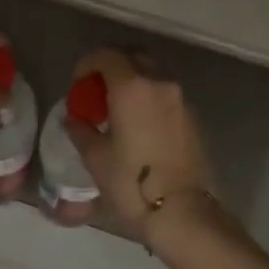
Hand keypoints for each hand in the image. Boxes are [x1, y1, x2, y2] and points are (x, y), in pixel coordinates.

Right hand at [65, 48, 217, 239]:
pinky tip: (139, 124)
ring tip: (118, 109)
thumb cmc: (132, 183)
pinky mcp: (193, 117)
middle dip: (112, 66)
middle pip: (134, 57)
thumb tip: (74, 118)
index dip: (88, 63)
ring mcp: (181, 99)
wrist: (183, 212)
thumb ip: (81, 130)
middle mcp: (160, 83)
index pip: (107, 56)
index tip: (78, 82)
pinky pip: (166, 94)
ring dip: (133, 81)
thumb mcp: (96, 158)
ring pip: (153, 74)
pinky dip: (149, 97)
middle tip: (97, 90)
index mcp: (132, 87)